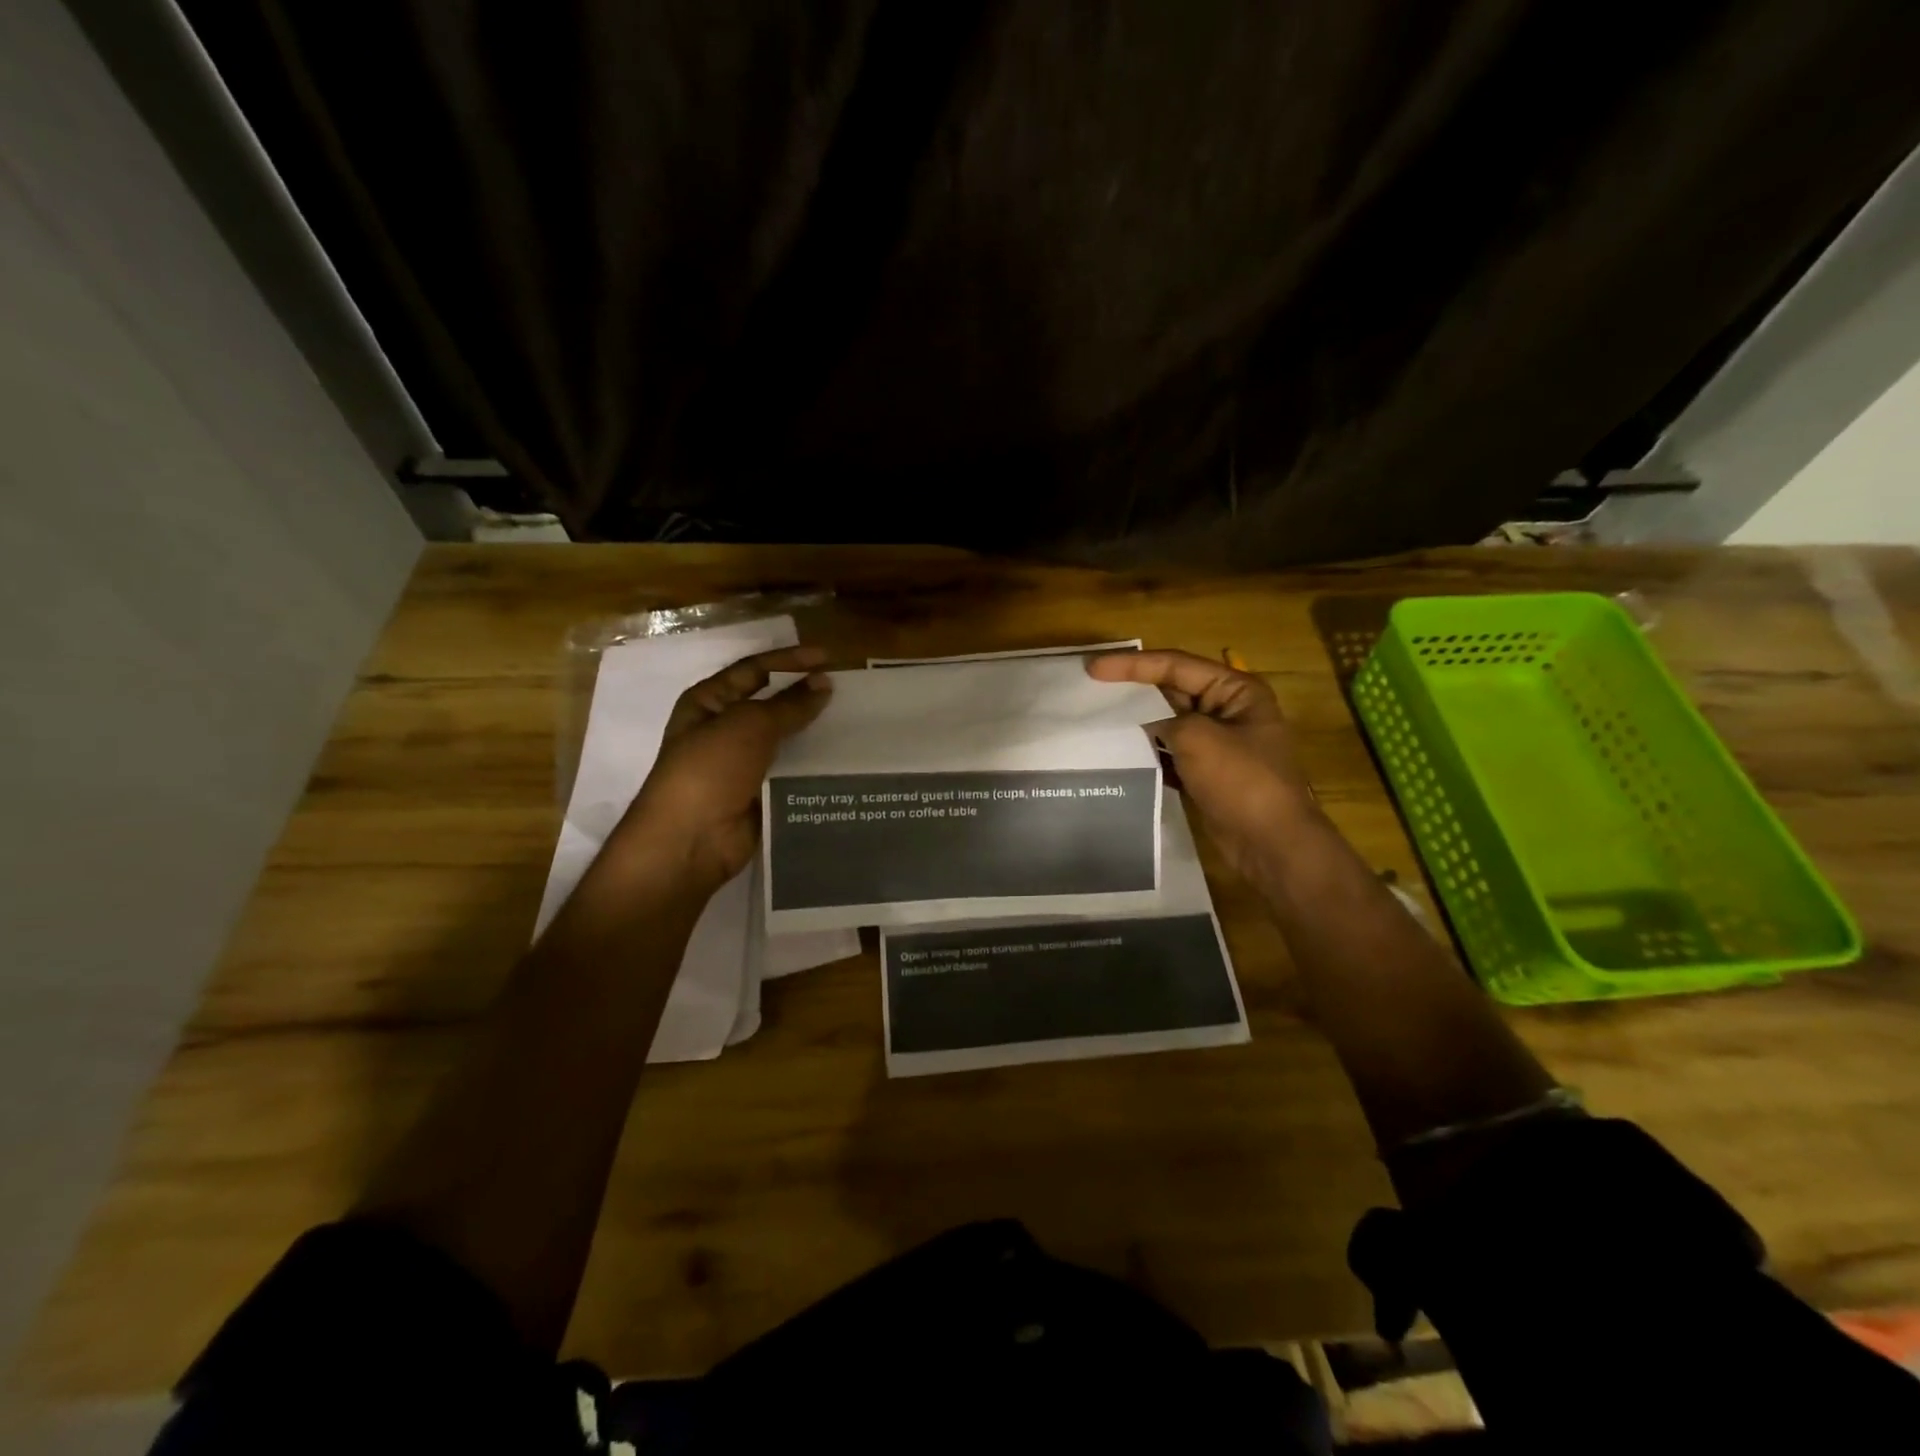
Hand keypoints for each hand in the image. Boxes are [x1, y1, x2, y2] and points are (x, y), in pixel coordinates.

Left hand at [603, 646, 832, 891]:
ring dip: (813, 732)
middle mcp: (724, 729)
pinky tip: (844, 760)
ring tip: (854, 724)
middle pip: (771, 704)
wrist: (691, 840)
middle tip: (847, 691)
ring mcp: (742, 764)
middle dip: (805, 696)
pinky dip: (813, 766)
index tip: (829, 658)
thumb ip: (790, 704)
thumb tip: (824, 683)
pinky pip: (791, 772)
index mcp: (709, 702)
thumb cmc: (710, 770)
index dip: (789, 660)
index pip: (754, 669)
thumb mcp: (749, 725)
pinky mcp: (760, 793)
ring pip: (785, 740)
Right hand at [1087, 649, 1318, 881]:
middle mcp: (1228, 710)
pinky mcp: (1207, 772)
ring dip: (1138, 720)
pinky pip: (1171, 751)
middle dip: (1134, 689)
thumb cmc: (1241, 781)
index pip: (1176, 665)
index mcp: (1235, 690)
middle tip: (1091, 687)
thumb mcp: (1197, 738)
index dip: (1132, 665)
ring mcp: (1219, 743)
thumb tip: (1147, 722)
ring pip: (1169, 722)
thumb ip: (1164, 720)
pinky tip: (1120, 751)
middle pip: (1172, 689)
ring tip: (1098, 716)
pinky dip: (1148, 750)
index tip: (1093, 668)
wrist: (1271, 843)